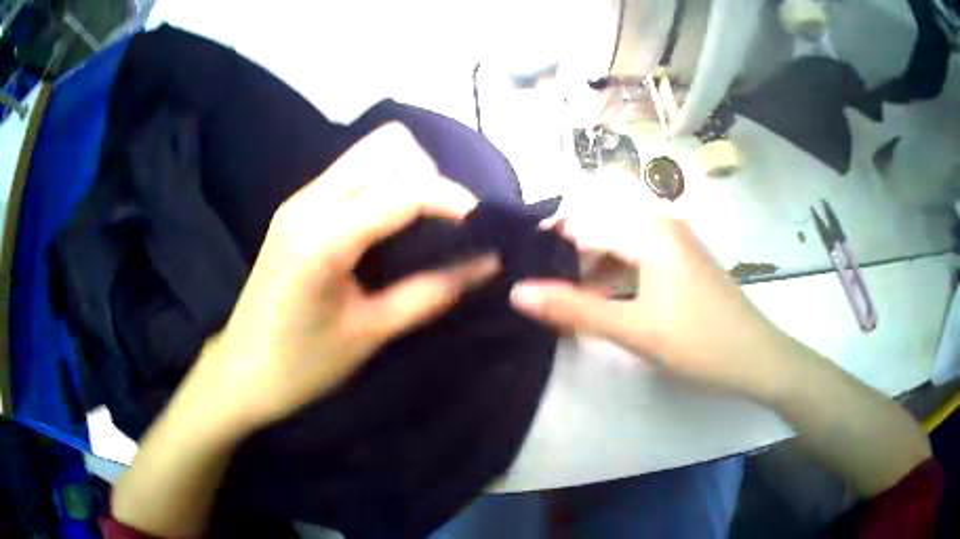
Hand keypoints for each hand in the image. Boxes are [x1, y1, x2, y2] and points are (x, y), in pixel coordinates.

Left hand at [185, 124, 499, 431]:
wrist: (241, 373)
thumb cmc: (302, 366)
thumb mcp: (371, 332)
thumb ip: (432, 291)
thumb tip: (487, 263)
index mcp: (324, 236)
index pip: (405, 189)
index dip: (454, 200)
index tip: (485, 228)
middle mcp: (309, 201)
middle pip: (386, 147)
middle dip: (428, 177)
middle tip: (447, 226)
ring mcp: (299, 200)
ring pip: (368, 155)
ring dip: (406, 178)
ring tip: (425, 227)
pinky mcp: (295, 209)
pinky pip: (351, 175)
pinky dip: (382, 188)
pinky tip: (390, 229)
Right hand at [511, 214, 794, 401]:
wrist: (755, 356)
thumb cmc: (698, 341)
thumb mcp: (633, 329)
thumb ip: (575, 310)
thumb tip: (517, 293)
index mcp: (649, 230)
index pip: (583, 220)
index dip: (549, 242)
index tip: (523, 269)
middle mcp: (660, 223)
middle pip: (600, 225)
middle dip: (568, 253)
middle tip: (542, 286)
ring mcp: (674, 240)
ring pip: (618, 241)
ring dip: (590, 266)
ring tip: (566, 297)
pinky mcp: (680, 259)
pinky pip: (636, 254)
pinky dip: (614, 273)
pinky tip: (602, 299)